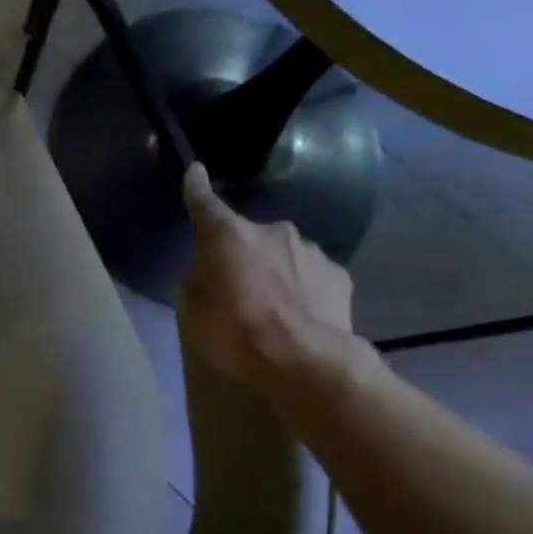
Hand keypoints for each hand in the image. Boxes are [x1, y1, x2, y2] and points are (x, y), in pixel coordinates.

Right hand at [176, 164, 359, 397]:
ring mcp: (311, 251)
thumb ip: (197, 280)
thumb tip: (207, 269)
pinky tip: (299, 315)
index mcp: (229, 238)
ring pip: (282, 255)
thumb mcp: (194, 312)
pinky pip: (309, 274)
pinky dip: (301, 287)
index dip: (196, 188)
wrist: (307, 362)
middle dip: (240, 255)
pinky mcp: (338, 275)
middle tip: (234, 290)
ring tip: (271, 309)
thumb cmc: (237, 335)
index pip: (206, 205)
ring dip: (273, 271)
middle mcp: (273, 233)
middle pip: (247, 237)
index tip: (195, 170)